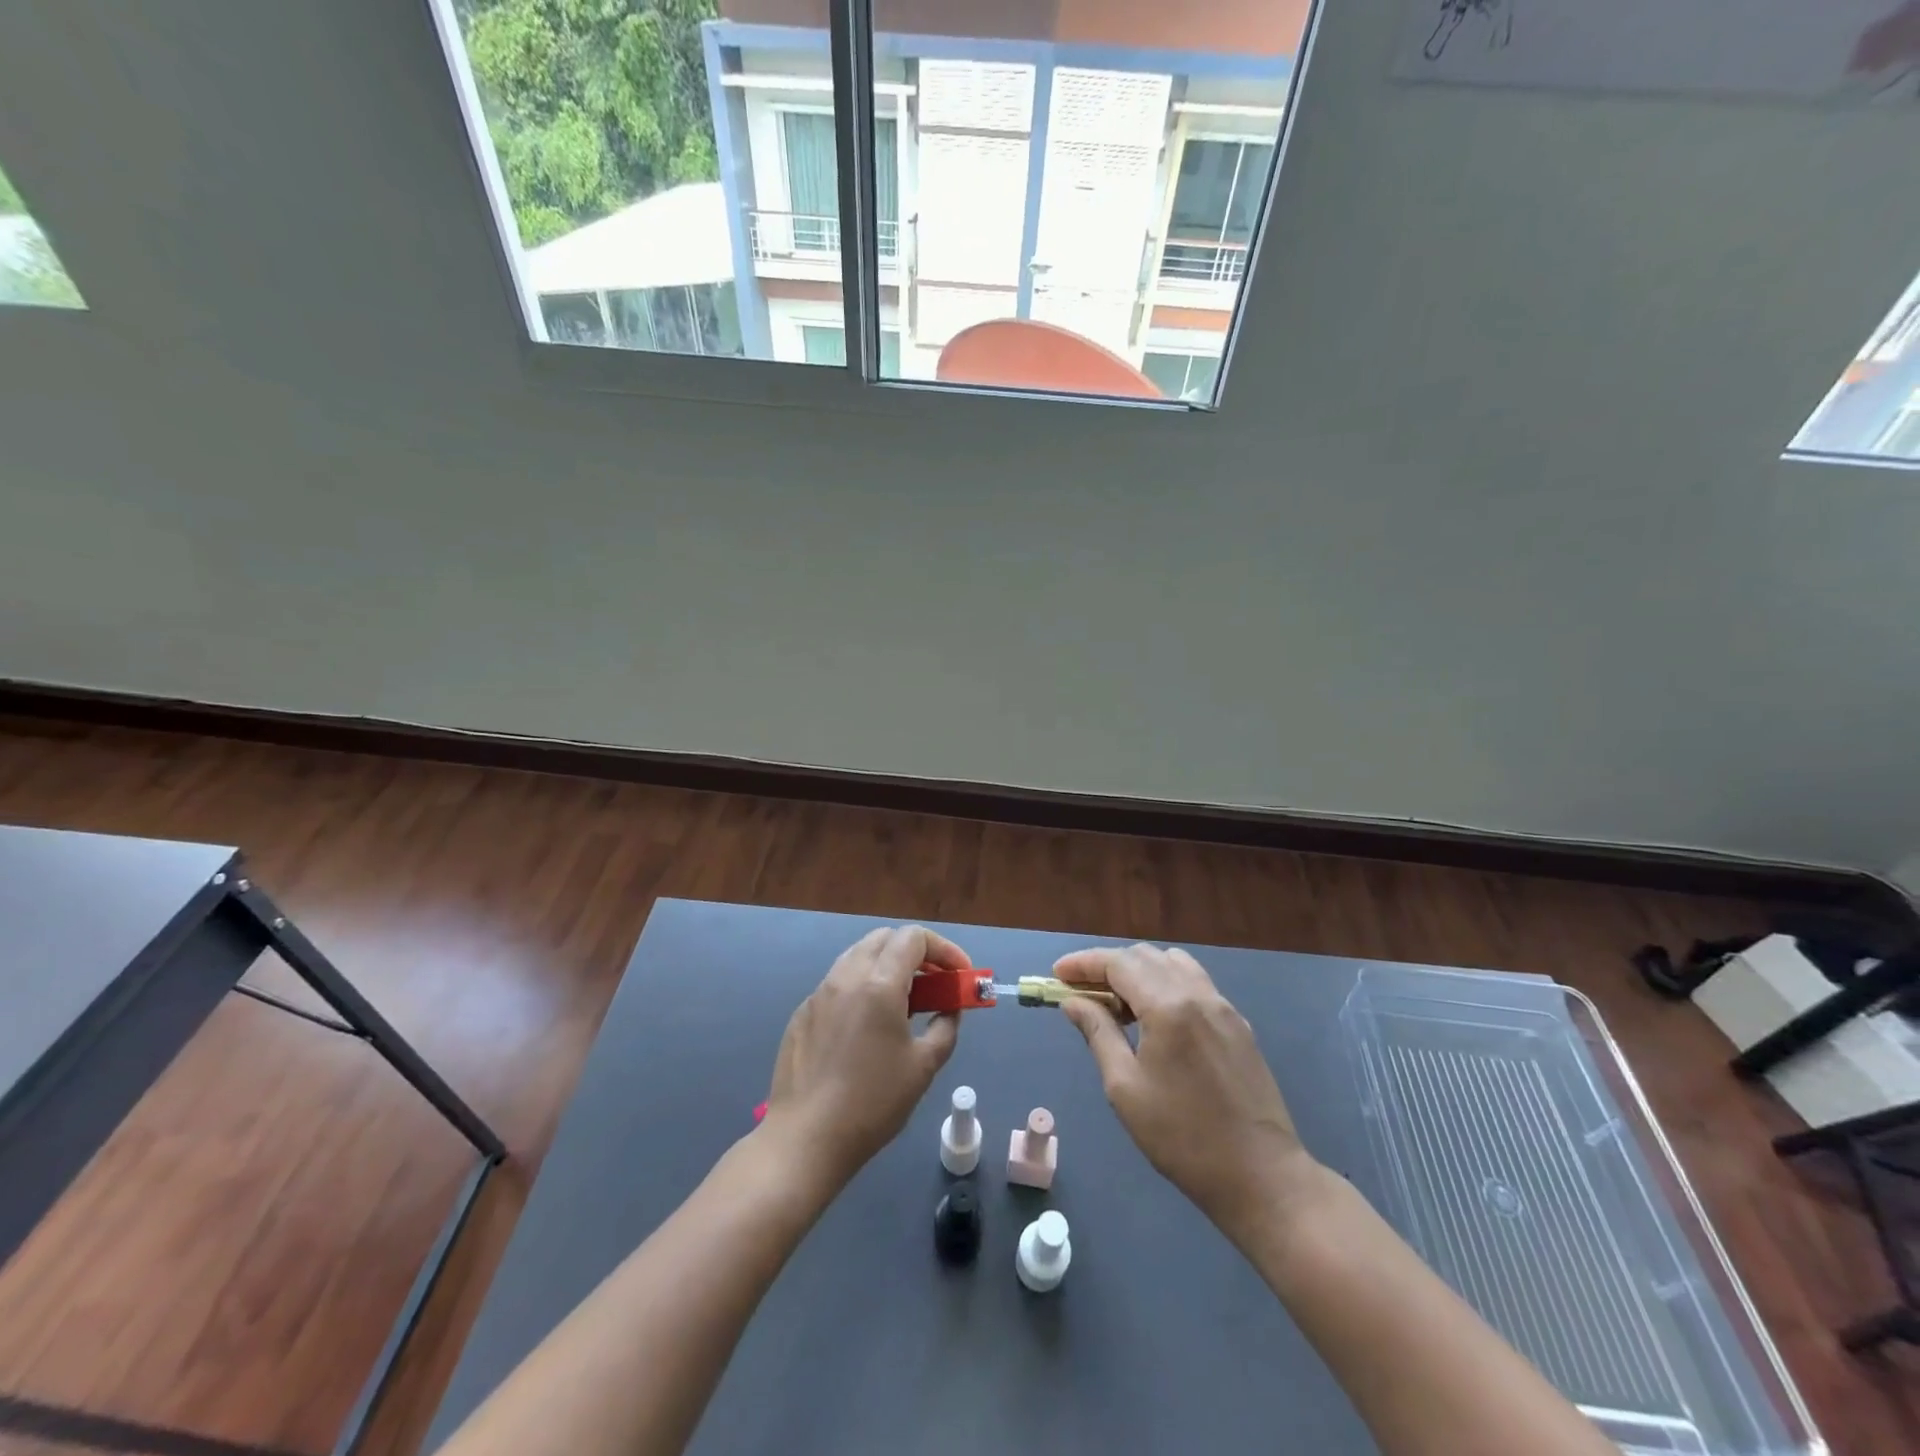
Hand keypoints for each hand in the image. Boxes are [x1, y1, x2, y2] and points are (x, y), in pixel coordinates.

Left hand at [761, 926, 967, 1186]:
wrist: (806, 1138)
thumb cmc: (873, 1102)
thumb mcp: (923, 1066)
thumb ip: (945, 1026)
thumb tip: (949, 1008)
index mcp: (879, 983)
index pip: (914, 937)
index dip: (944, 949)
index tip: (959, 974)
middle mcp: (847, 976)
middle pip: (885, 938)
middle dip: (916, 952)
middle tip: (934, 983)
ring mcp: (820, 992)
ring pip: (859, 956)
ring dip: (887, 965)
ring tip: (904, 1002)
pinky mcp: (803, 1012)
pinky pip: (839, 982)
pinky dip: (862, 986)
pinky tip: (868, 1024)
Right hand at [1057, 944, 1321, 1239]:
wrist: (1262, 1176)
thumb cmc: (1182, 1137)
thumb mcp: (1125, 1088)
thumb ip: (1098, 1033)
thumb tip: (1073, 1001)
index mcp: (1168, 1006)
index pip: (1118, 963)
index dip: (1084, 963)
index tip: (1057, 974)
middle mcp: (1198, 993)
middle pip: (1145, 957)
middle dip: (1108, 966)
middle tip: (1081, 992)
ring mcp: (1223, 1007)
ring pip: (1173, 964)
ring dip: (1139, 972)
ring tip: (1118, 1004)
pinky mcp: (1238, 1025)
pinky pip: (1195, 984)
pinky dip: (1166, 985)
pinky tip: (1155, 1019)